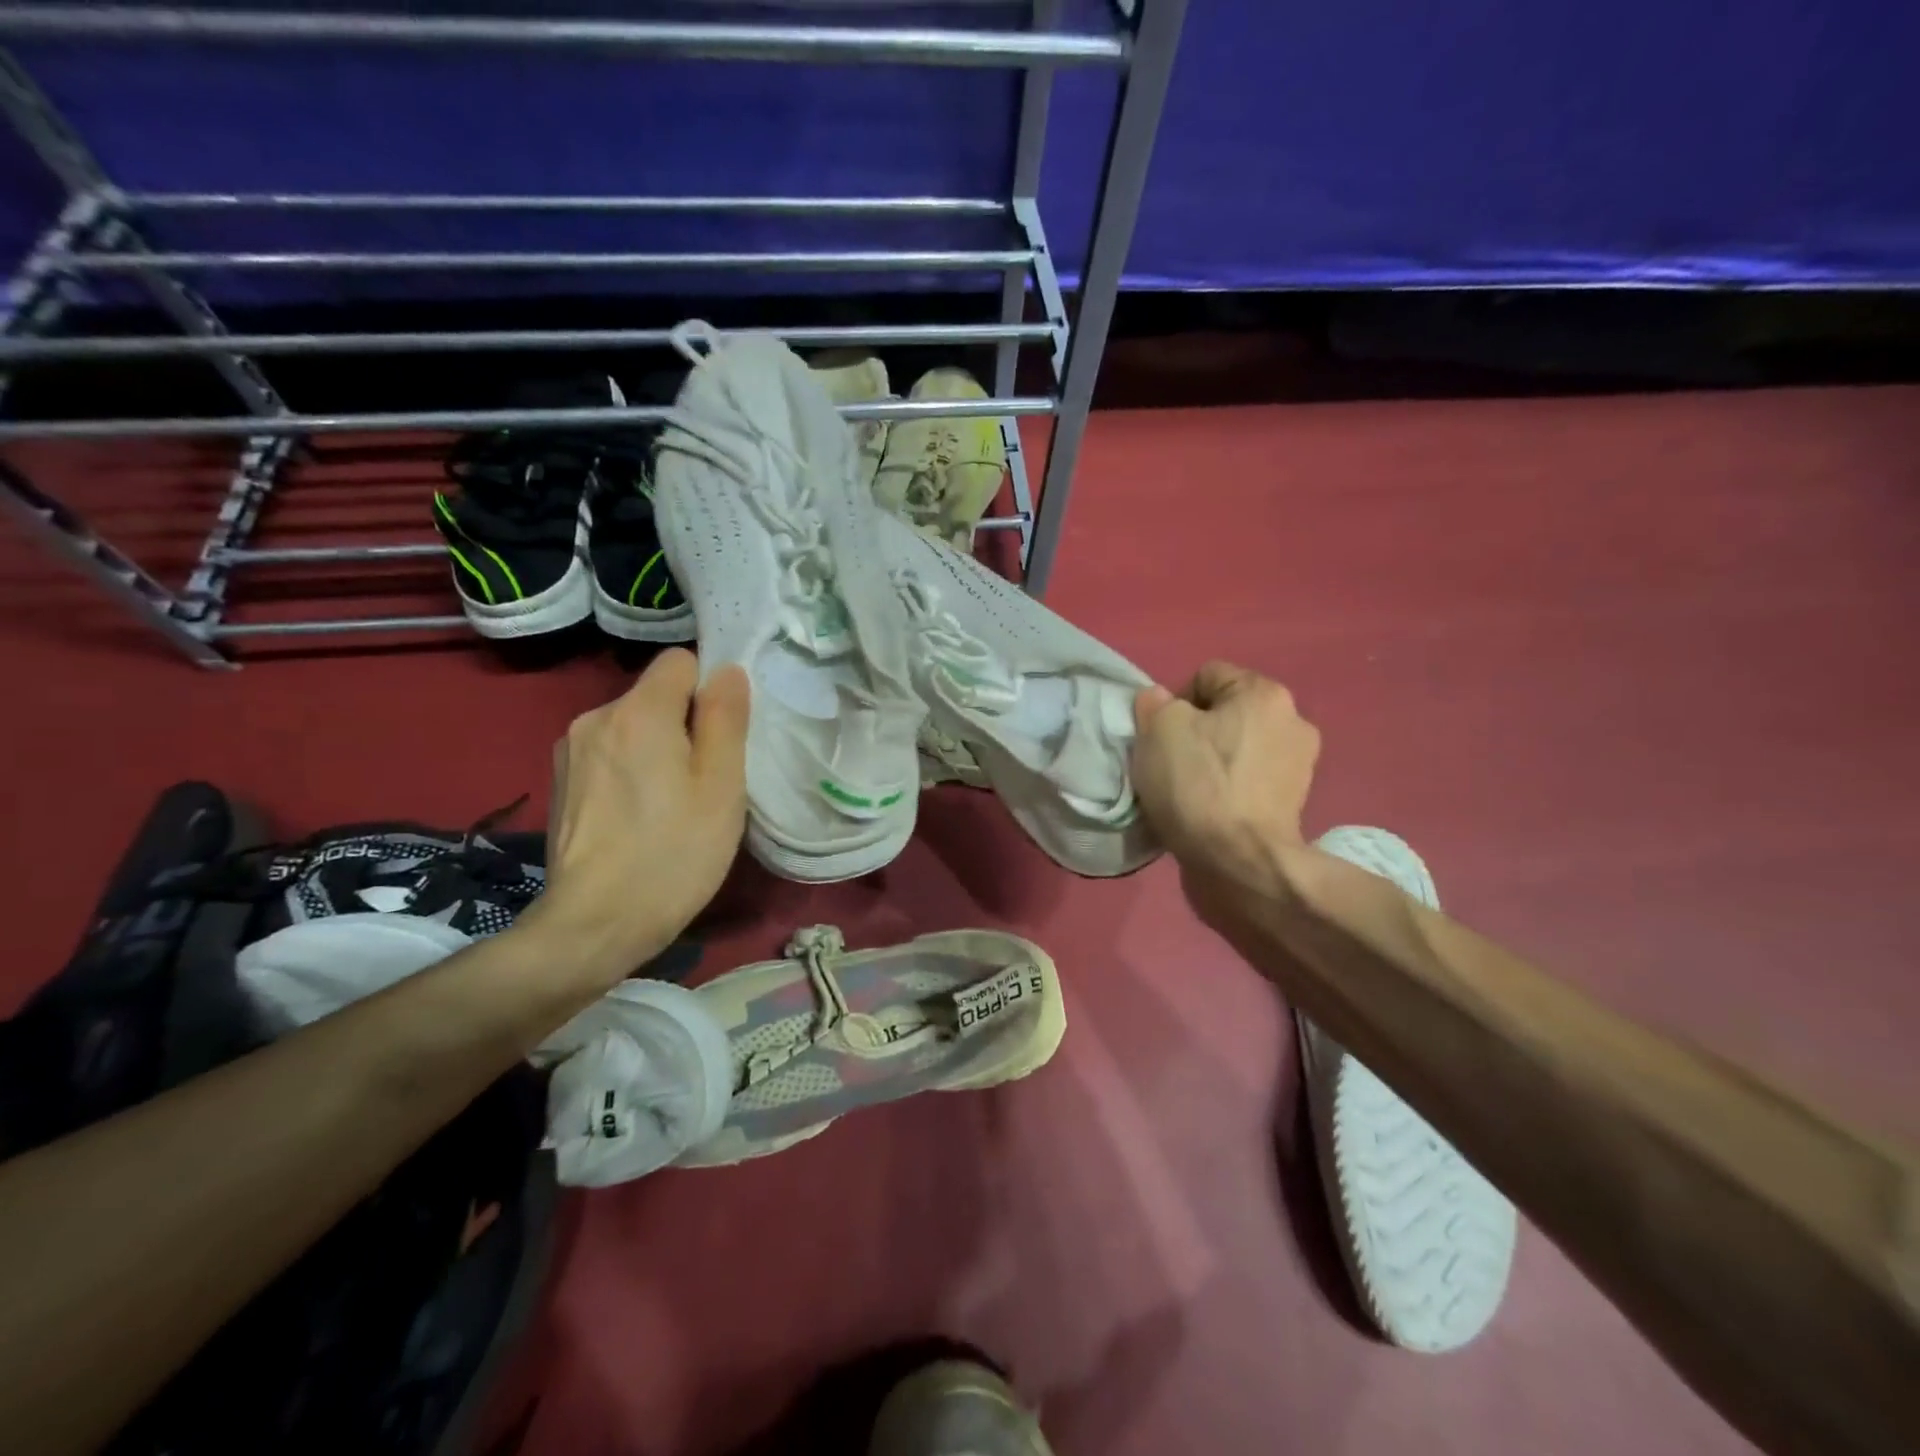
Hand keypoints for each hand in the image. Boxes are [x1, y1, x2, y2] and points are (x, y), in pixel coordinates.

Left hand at [532, 649, 749, 981]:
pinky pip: (609, 753)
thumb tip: (728, 671)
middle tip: (702, 782)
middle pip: (655, 696)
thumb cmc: (673, 854)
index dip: (708, 691)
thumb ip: (726, 718)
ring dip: (655, 749)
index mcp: (638, 712)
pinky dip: (628, 770)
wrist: (595, 925)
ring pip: (632, 726)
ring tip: (668, 804)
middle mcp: (595, 717)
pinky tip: (636, 817)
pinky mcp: (560, 782)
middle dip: (683, 724)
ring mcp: (570, 750)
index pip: (680, 661)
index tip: (720, 737)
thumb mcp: (721, 786)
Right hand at [1130, 662, 1319, 920]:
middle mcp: (1293, 720)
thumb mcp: (1158, 729)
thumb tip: (1161, 701)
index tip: (1160, 735)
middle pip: (1225, 713)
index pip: (1206, 676)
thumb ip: (1155, 703)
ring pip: (1237, 747)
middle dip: (1196, 731)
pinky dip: (1229, 789)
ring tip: (1189, 791)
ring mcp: (1299, 765)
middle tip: (1170, 762)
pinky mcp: (1293, 803)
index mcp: (1265, 693)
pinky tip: (1209, 810)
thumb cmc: (1198, 785)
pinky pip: (1248, 781)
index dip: (1174, 701)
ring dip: (1214, 761)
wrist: (1240, 862)